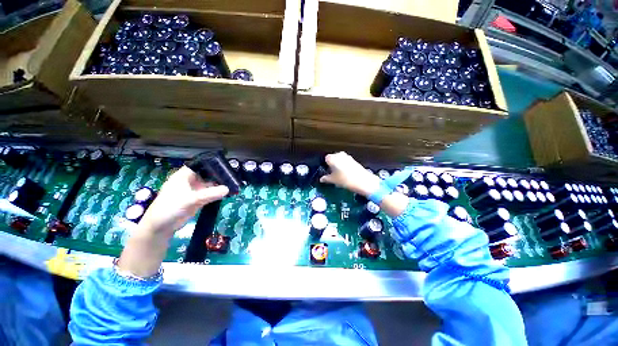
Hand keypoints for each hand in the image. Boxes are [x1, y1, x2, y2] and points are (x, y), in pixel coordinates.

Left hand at [137, 166, 228, 236]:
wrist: (161, 227)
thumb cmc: (170, 207)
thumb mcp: (191, 199)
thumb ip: (210, 194)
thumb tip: (228, 189)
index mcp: (183, 176)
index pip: (199, 165)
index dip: (211, 164)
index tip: (224, 165)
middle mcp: (189, 181)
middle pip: (206, 175)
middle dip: (218, 175)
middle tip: (232, 176)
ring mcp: (194, 191)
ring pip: (209, 185)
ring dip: (219, 185)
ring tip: (233, 184)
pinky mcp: (197, 200)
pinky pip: (209, 194)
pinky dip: (217, 194)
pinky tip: (226, 193)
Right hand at [319, 152, 381, 196]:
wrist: (363, 181)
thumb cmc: (345, 180)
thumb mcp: (333, 180)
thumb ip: (326, 178)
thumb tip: (321, 179)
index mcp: (333, 158)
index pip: (326, 158)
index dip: (326, 165)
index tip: (327, 172)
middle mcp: (340, 155)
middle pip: (333, 158)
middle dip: (332, 165)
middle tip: (332, 174)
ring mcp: (348, 157)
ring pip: (340, 160)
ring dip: (339, 166)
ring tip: (339, 175)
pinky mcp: (354, 160)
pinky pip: (346, 162)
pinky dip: (344, 166)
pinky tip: (346, 174)